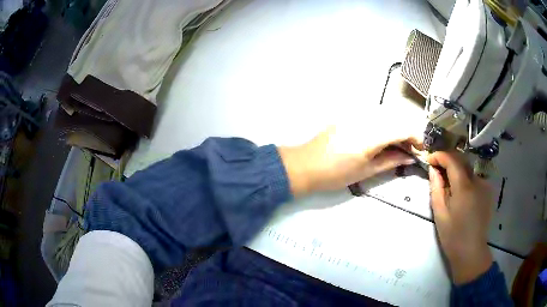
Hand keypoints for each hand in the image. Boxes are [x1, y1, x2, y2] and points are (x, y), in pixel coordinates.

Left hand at [278, 118, 423, 195]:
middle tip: (409, 150)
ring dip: (395, 128)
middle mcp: (365, 119)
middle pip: (395, 118)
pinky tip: (381, 139)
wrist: (304, 165)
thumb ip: (391, 160)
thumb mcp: (366, 171)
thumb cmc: (335, 174)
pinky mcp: (348, 115)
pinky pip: (372, 116)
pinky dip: (383, 125)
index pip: (402, 127)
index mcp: (371, 134)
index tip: (421, 148)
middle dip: (407, 132)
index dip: (416, 136)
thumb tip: (409, 156)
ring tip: (396, 146)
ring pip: (385, 116)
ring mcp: (355, 115)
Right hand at [427, 152, 493, 284]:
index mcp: (464, 187)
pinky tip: (461, 194)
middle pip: (462, 160)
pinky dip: (466, 180)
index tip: (430, 159)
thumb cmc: (453, 235)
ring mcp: (485, 185)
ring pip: (469, 170)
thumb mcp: (440, 213)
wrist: (471, 251)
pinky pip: (475, 178)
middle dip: (448, 161)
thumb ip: (436, 188)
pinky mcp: (488, 192)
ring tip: (449, 185)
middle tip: (437, 170)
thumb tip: (433, 170)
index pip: (452, 159)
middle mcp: (477, 181)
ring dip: (457, 171)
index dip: (440, 155)